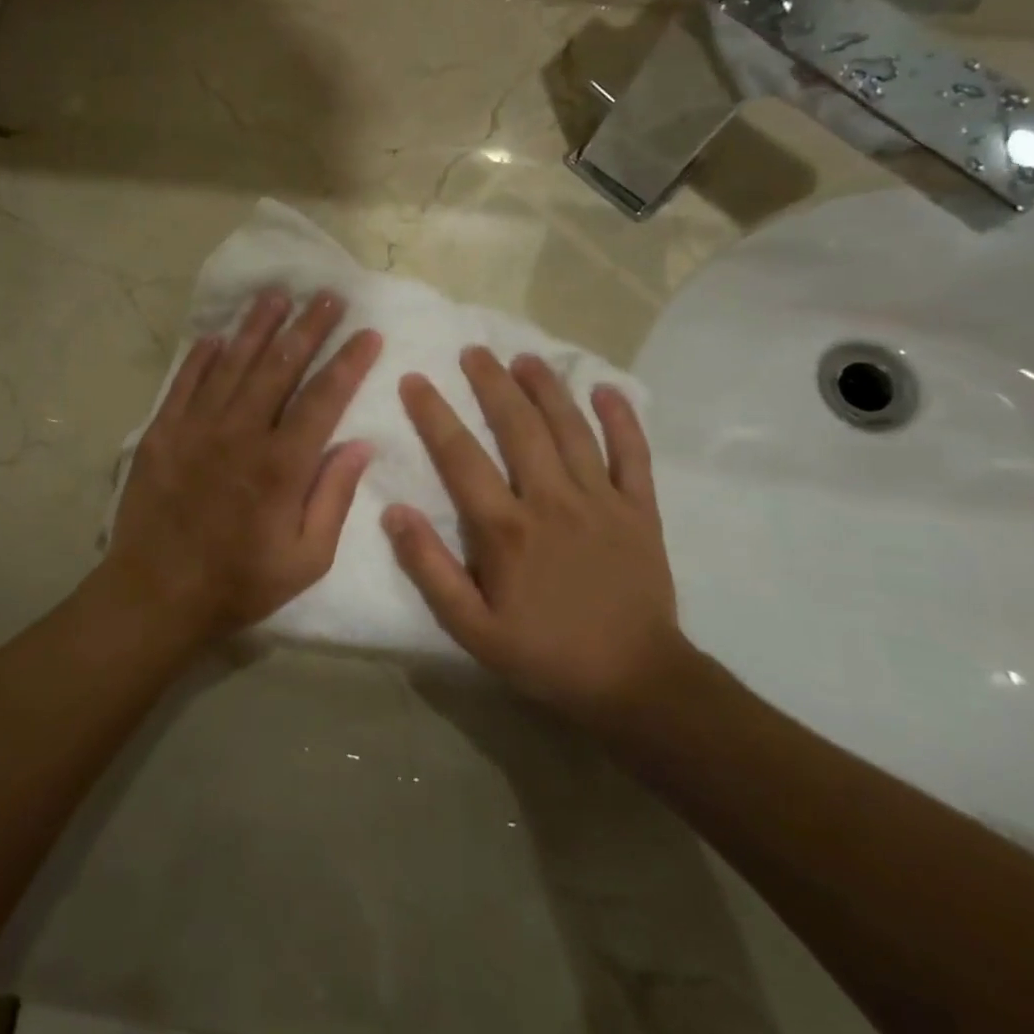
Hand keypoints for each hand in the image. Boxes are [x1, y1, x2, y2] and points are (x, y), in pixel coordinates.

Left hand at [107, 289, 382, 635]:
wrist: (156, 593)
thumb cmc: (239, 582)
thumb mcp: (306, 559)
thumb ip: (334, 497)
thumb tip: (360, 445)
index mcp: (281, 465)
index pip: (323, 398)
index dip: (348, 362)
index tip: (368, 332)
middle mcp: (240, 433)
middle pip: (279, 366)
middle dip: (308, 327)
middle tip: (328, 295)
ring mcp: (196, 428)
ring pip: (233, 364)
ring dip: (257, 327)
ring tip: (277, 295)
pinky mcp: (162, 432)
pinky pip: (185, 383)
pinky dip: (202, 357)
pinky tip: (218, 336)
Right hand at [383, 347, 689, 725]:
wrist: (634, 682)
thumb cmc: (543, 654)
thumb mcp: (470, 627)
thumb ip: (429, 568)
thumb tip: (393, 512)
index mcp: (507, 529)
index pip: (461, 457)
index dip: (434, 414)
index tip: (414, 380)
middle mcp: (553, 501)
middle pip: (519, 427)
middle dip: (492, 384)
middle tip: (472, 351)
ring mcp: (602, 502)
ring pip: (572, 430)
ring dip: (547, 389)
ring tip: (524, 358)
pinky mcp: (640, 511)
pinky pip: (633, 456)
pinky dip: (622, 420)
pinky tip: (607, 390)